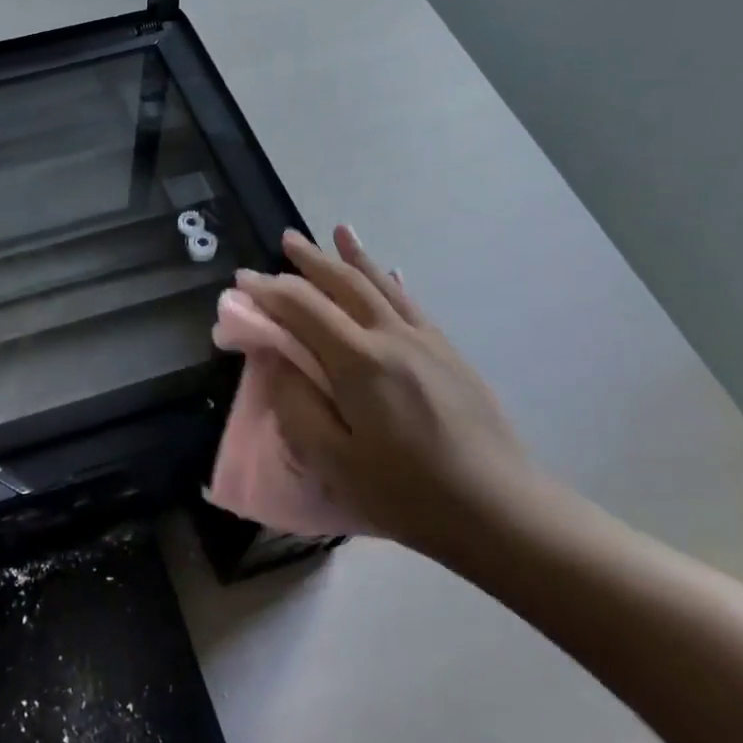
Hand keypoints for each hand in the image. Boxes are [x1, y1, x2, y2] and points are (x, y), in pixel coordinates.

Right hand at [236, 227, 559, 563]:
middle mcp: (393, 337)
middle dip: (311, 260)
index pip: (304, 308)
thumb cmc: (407, 493)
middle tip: (285, 241)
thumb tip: (274, 358)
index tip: (242, 282)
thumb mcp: (334, 460)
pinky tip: (388, 271)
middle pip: (345, 284)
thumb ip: (296, 404)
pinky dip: (390, 280)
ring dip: (353, 257)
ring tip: (336, 232)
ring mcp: (427, 341)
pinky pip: (411, 302)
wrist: (500, 510)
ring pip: (382, 285)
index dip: (269, 292)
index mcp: (360, 362)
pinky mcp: (449, 353)